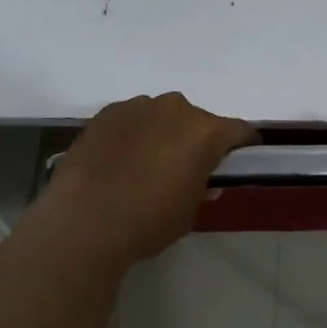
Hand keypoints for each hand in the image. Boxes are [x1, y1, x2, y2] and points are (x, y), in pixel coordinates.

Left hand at [42, 93, 256, 266]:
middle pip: (198, 120)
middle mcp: (176, 108)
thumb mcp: (190, 211)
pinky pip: (132, 118)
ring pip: (163, 116)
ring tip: (146, 163)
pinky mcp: (108, 112)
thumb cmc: (148, 221)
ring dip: (163, 133)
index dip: (243, 146)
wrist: (83, 221)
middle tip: (185, 168)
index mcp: (205, 131)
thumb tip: (203, 176)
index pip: (239, 131)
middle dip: (197, 139)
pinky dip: (134, 133)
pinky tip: (119, 159)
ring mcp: (139, 106)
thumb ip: (203, 186)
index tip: (239, 161)